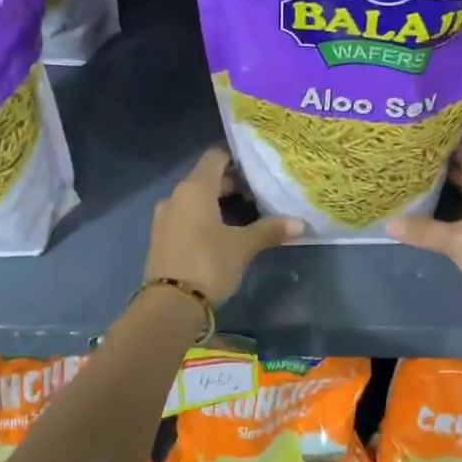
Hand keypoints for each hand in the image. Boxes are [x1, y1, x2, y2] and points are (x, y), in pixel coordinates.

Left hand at [145, 146, 300, 304]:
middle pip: (206, 178)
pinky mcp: (161, 238)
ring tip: (245, 218)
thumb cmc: (208, 263)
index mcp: (194, 188)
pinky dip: (204, 219)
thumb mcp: (243, 246)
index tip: (258, 170)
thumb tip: (300, 223)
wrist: (170, 305)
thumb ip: (269, 230)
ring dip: (218, 204)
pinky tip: (222, 235)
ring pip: (195, 199)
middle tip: (258, 197)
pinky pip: (186, 217)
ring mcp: (164, 217)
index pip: (216, 156)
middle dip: (232, 185)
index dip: (237, 159)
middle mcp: (176, 196)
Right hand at [387, 145, 461, 299]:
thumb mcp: (457, 240)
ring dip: (451, 198)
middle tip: (414, 168)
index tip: (423, 141)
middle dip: (445, 173)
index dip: (448, 147)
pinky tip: (441, 225)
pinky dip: (459, 218)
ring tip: (420, 194)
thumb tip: (388, 223)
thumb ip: (424, 231)